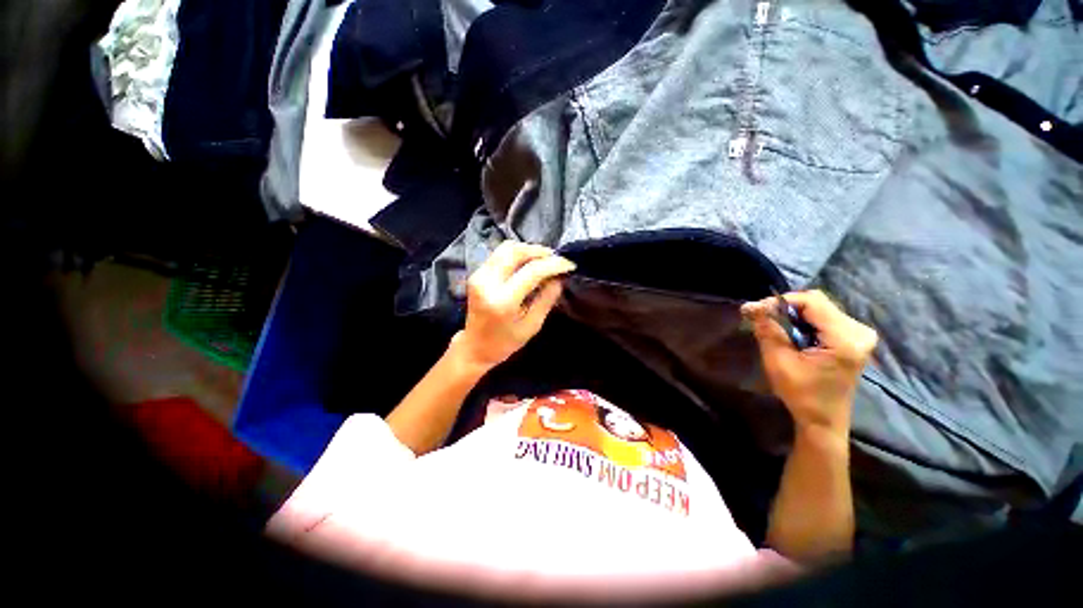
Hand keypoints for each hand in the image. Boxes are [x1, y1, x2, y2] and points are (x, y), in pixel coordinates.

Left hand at [453, 241, 575, 370]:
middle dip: (540, 251)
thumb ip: (546, 299)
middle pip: (516, 251)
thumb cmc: (505, 342)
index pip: (531, 271)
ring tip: (544, 260)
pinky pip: (500, 254)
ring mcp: (479, 275)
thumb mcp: (532, 325)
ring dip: (528, 250)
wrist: (474, 346)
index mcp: (503, 300)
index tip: (569, 265)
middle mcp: (487, 282)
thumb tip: (559, 277)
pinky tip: (529, 263)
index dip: (553, 264)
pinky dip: (517, 254)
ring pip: (506, 248)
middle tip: (557, 259)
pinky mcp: (477, 273)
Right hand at [742, 290, 877, 435]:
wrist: (824, 420)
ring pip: (820, 309)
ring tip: (774, 326)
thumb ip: (767, 330)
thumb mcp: (778, 362)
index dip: (782, 301)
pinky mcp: (855, 338)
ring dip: (794, 315)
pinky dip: (804, 321)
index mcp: (845, 339)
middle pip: (817, 303)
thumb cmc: (801, 394)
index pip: (812, 302)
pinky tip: (792, 333)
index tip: (757, 310)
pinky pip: (825, 317)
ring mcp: (860, 334)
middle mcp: (859, 331)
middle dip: (786, 308)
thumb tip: (750, 306)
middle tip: (761, 317)